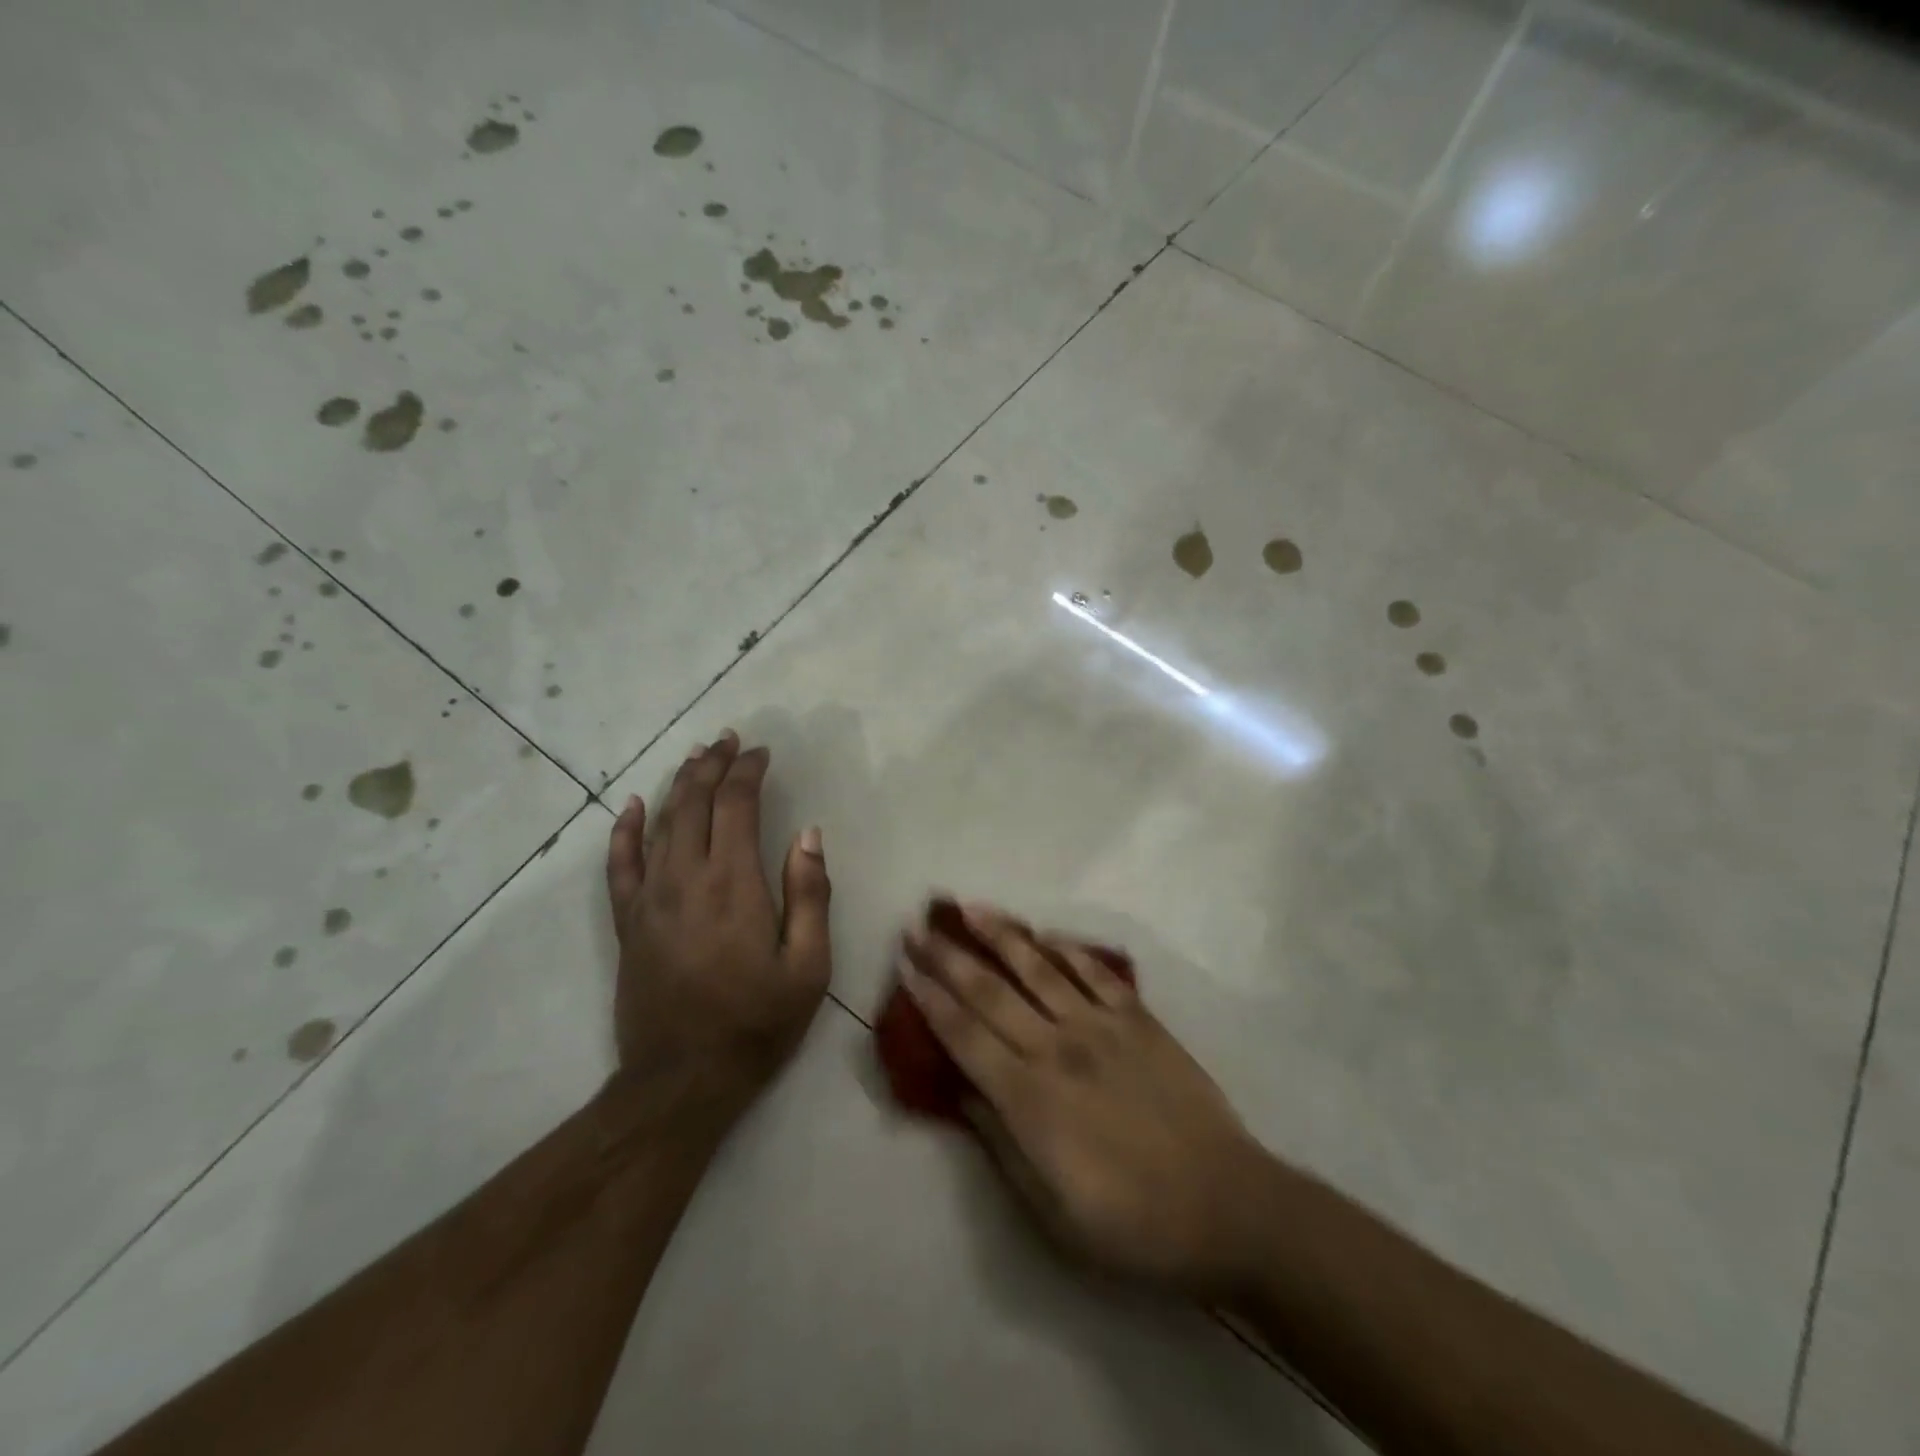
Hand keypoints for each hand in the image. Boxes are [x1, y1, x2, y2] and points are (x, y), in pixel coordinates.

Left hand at [605, 732, 831, 1104]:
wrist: (682, 1080)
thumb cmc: (756, 1022)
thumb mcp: (808, 966)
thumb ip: (810, 894)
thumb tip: (808, 834)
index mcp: (733, 884)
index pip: (736, 805)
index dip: (748, 771)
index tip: (762, 753)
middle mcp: (685, 878)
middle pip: (693, 802)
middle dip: (712, 764)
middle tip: (729, 740)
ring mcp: (649, 898)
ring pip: (660, 823)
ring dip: (679, 784)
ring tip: (697, 757)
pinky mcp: (628, 922)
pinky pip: (619, 864)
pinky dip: (625, 829)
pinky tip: (633, 804)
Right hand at [902, 904, 1264, 1296]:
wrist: (1225, 1205)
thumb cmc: (1131, 1224)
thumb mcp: (1051, 1212)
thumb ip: (1001, 1146)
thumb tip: (964, 1094)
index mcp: (1029, 1098)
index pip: (964, 1035)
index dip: (930, 999)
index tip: (906, 967)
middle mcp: (1057, 1048)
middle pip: (990, 992)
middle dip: (948, 957)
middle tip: (918, 928)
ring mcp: (1100, 1026)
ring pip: (1038, 967)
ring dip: (1001, 935)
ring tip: (971, 909)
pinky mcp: (1138, 1019)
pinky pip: (1095, 972)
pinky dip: (1066, 949)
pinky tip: (1045, 933)